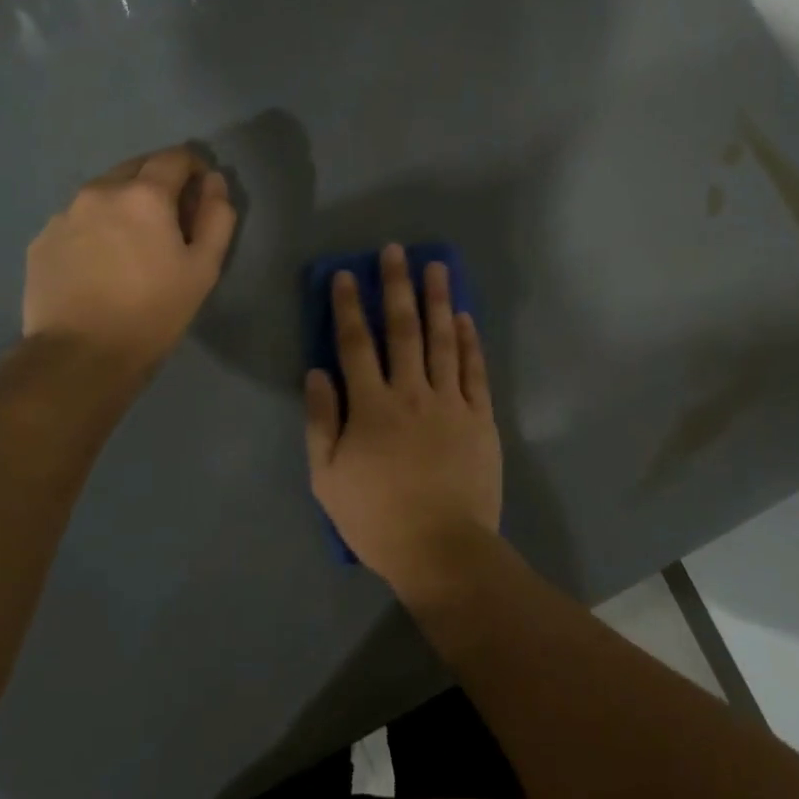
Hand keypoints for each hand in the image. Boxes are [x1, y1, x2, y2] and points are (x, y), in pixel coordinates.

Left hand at [24, 147, 236, 373]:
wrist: (81, 355)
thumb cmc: (154, 311)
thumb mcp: (204, 268)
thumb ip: (217, 217)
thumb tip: (215, 182)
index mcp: (144, 194)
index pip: (175, 157)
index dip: (195, 169)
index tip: (202, 194)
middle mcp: (100, 191)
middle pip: (136, 168)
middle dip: (159, 183)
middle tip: (171, 222)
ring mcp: (64, 214)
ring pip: (104, 193)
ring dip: (125, 204)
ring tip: (134, 245)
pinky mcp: (42, 239)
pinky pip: (78, 219)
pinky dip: (97, 228)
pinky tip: (102, 263)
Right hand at [304, 245, 502, 602]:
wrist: (442, 548)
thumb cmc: (377, 518)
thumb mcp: (327, 478)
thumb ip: (321, 422)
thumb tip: (317, 373)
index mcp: (371, 406)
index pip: (356, 344)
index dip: (349, 306)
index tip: (347, 274)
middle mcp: (411, 393)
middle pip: (403, 329)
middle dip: (397, 287)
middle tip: (397, 251)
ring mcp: (451, 402)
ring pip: (443, 340)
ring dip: (438, 300)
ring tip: (436, 267)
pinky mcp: (481, 417)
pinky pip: (475, 371)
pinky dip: (470, 342)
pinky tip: (465, 317)